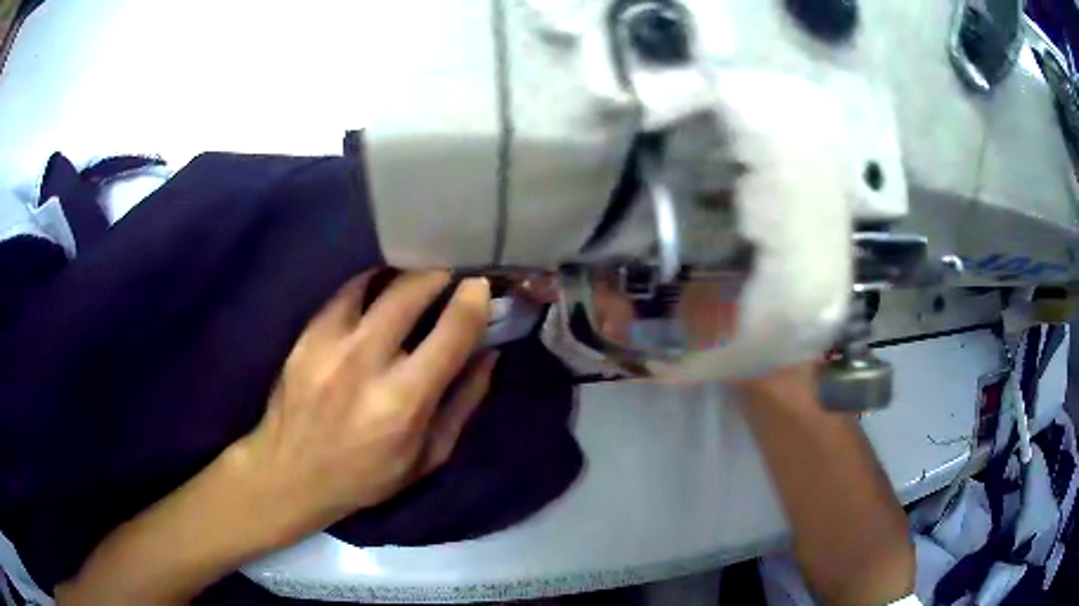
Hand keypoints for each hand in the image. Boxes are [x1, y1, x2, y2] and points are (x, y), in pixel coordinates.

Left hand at [231, 271, 495, 541]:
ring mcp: (329, 344)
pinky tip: (377, 294)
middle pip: (410, 291)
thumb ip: (463, 403)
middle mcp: (365, 364)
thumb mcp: (428, 457)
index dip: (473, 300)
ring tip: (416, 282)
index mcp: (404, 402)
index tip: (480, 287)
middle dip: (438, 274)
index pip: (451, 333)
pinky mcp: (306, 336)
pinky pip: (345, 293)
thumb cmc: (367, 476)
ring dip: (404, 276)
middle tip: (450, 276)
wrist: (290, 473)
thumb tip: (489, 354)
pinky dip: (369, 285)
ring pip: (375, 282)